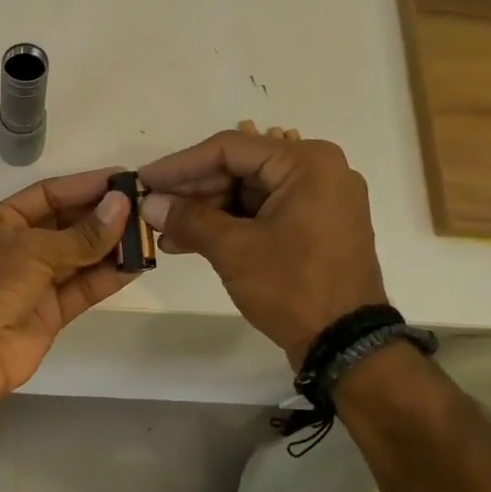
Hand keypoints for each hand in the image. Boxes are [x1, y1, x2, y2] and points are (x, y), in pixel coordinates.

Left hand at [0, 167, 138, 394]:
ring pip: (80, 258)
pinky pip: (84, 289)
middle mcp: (18, 249)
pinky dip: (108, 277)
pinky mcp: (51, 312)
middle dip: (102, 217)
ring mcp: (35, 282)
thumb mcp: (33, 250)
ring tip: (147, 234)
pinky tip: (136, 265)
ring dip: (111, 247)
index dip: (84, 186)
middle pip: (67, 225)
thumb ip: (82, 234)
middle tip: (144, 207)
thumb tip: (122, 205)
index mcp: (1, 223)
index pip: (47, 195)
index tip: (122, 179)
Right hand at [139, 126, 388, 367]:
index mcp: (306, 163)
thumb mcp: (234, 250)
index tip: (145, 179)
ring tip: (163, 231)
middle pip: (239, 169)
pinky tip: (188, 242)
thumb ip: (188, 219)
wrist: (345, 342)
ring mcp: (319, 200)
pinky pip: (262, 214)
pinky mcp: (314, 227)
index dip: (180, 164)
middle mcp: (318, 171)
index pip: (230, 149)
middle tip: (151, 207)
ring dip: (204, 212)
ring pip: (247, 194)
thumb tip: (148, 202)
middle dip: (191, 192)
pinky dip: (228, 226)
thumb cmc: (293, 286)